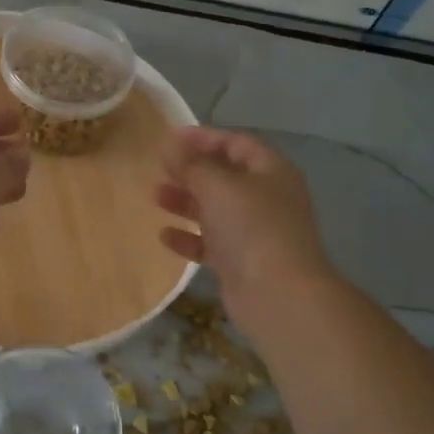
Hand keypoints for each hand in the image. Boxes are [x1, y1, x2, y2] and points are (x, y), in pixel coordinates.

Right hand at [155, 127, 330, 324]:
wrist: (278, 294)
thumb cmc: (251, 228)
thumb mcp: (218, 187)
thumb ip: (191, 164)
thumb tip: (169, 143)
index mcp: (271, 172)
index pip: (237, 143)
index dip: (204, 138)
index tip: (170, 138)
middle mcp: (266, 198)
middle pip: (225, 176)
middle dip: (192, 171)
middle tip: (160, 168)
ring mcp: (255, 232)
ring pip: (216, 210)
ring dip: (186, 202)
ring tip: (155, 197)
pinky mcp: (241, 262)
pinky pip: (211, 243)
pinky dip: (189, 237)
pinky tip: (164, 236)